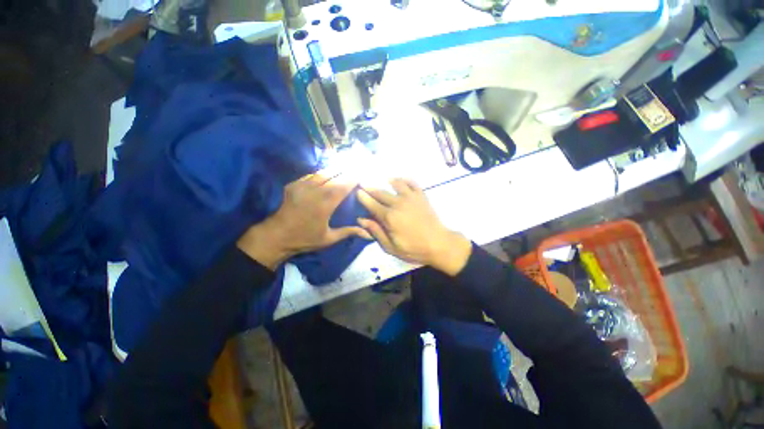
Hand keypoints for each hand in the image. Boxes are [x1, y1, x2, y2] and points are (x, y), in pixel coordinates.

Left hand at [237, 172, 367, 269]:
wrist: (276, 236)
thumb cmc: (305, 239)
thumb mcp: (329, 239)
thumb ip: (349, 232)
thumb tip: (368, 234)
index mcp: (325, 204)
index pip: (343, 186)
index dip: (353, 178)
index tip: (362, 174)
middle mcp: (314, 191)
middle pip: (334, 175)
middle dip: (347, 170)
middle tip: (357, 167)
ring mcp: (302, 186)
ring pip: (323, 172)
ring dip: (335, 169)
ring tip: (345, 166)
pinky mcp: (294, 185)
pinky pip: (311, 175)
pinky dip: (322, 173)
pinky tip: (328, 173)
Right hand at [356, 178, 471, 275]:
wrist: (439, 244)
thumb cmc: (413, 249)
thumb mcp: (390, 247)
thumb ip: (375, 232)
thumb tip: (361, 220)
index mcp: (389, 217)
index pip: (371, 203)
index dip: (363, 197)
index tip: (357, 192)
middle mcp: (398, 203)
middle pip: (380, 192)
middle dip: (370, 188)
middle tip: (364, 186)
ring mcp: (411, 197)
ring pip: (395, 184)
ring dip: (386, 182)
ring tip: (383, 182)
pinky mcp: (421, 196)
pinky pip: (412, 182)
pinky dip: (404, 180)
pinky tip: (400, 181)